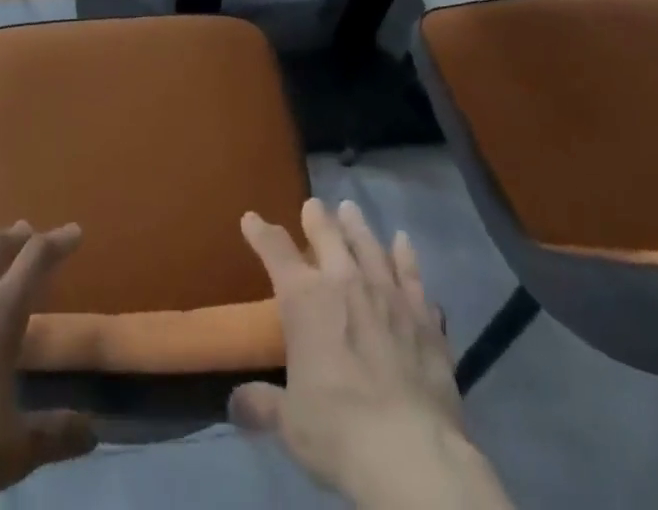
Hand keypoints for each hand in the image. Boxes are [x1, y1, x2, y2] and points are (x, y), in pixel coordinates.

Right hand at [231, 199, 512, 509]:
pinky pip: (412, 275)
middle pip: (327, 233)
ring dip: (358, 226)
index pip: (274, 250)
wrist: (410, 452)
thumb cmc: (338, 430)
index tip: (250, 218)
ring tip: (351, 210)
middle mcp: (344, 281)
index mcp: (304, 298)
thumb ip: (263, 404)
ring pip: (369, 245)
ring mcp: (387, 294)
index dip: (260, 231)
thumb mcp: (290, 423)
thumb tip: (235, 404)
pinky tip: (404, 245)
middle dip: (317, 217)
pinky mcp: (423, 316)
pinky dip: (406, 257)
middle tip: (313, 206)